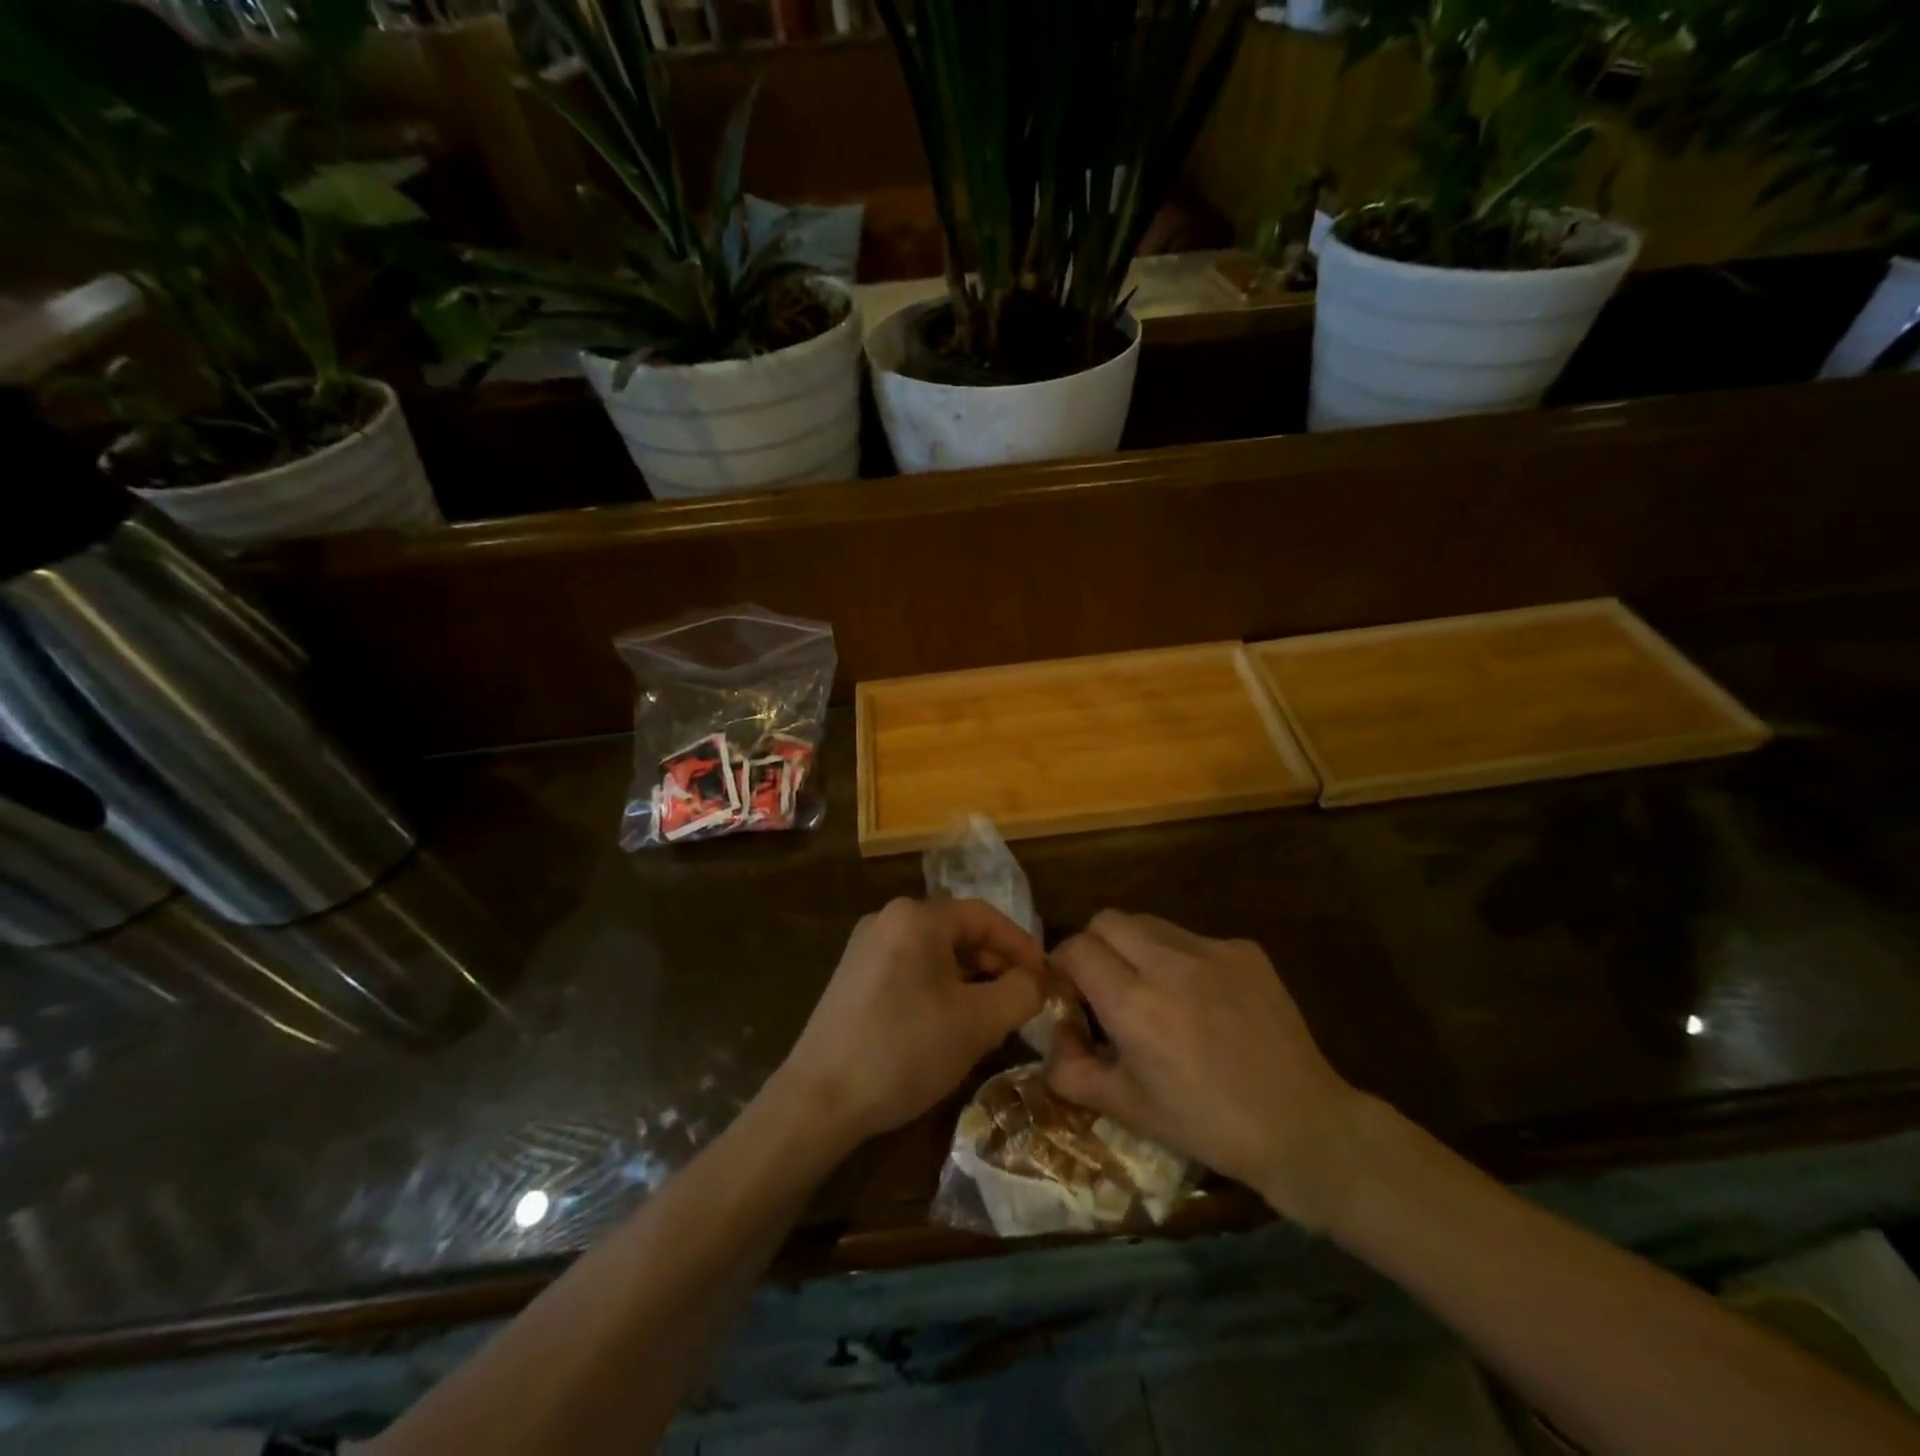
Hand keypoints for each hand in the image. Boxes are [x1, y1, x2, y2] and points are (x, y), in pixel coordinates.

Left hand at [777, 898, 1046, 1148]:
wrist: (818, 1100)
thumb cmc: (904, 1050)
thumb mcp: (976, 1023)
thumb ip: (1020, 993)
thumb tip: (1037, 981)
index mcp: (916, 917)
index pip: (985, 916)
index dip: (1022, 946)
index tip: (1047, 980)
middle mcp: (888, 918)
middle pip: (959, 932)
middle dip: (996, 965)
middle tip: (1022, 1002)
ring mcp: (865, 947)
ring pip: (935, 953)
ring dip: (970, 980)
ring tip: (991, 1018)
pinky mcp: (853, 977)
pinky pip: (911, 969)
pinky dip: (940, 989)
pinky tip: (949, 1024)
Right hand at [1046, 910, 1366, 1230]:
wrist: (1303, 1126)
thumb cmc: (1207, 1125)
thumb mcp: (1129, 1109)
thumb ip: (1072, 1070)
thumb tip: (1053, 1036)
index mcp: (1135, 1005)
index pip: (1076, 949)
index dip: (1062, 965)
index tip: (1069, 991)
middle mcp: (1169, 964)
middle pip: (1107, 920)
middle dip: (1094, 946)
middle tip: (1105, 984)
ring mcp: (1212, 951)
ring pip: (1149, 923)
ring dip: (1135, 947)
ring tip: (1153, 989)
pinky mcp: (1246, 950)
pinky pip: (1193, 938)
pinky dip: (1182, 959)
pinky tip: (1203, 1000)